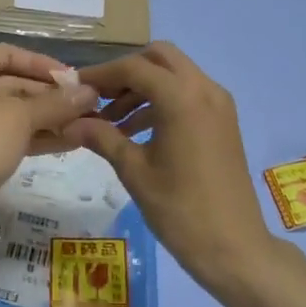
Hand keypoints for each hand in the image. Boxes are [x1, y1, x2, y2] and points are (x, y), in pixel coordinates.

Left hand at [0, 44, 98, 218]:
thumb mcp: (24, 116)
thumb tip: (91, 92)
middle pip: (17, 82)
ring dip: (50, 117)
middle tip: (88, 105)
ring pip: (17, 110)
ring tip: (87, 124)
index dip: (44, 64)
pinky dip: (38, 134)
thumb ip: (58, 102)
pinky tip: (72, 141)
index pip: (13, 54)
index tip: (74, 79)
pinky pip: (12, 131)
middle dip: (52, 95)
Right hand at [65, 42, 277, 291]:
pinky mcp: (224, 121)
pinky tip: (137, 131)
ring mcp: (219, 104)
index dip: (101, 74)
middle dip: (127, 72)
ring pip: (175, 74)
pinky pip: (188, 94)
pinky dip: (162, 101)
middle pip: (159, 58)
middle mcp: (205, 90)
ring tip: (112, 122)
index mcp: (182, 98)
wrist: (235, 248)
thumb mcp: (134, 171)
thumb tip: (70, 122)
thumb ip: (102, 137)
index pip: (133, 68)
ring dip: (143, 87)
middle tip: (100, 97)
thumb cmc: (180, 210)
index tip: (75, 86)